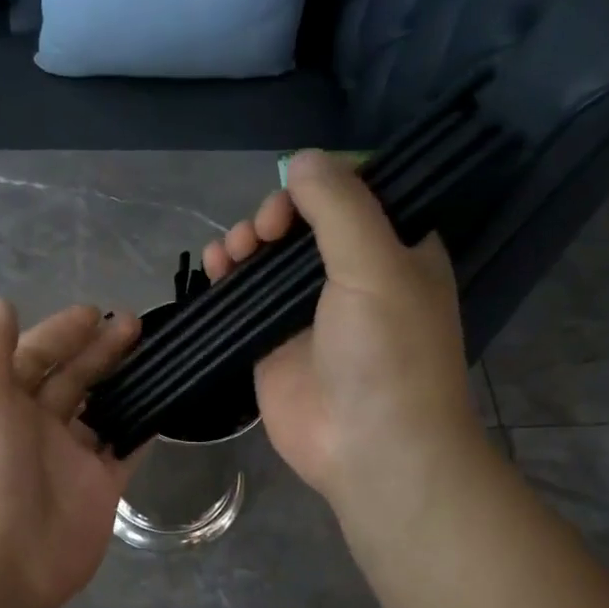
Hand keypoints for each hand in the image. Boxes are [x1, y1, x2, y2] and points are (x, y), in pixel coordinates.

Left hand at [0, 300, 140, 607]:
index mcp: (1, 404)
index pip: (33, 357)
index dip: (60, 333)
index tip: (93, 313)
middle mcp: (35, 428)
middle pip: (72, 379)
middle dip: (98, 350)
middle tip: (134, 324)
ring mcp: (70, 460)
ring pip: (102, 411)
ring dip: (124, 383)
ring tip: (156, 354)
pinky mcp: (101, 488)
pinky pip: (125, 450)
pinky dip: (141, 428)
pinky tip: (164, 402)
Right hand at [202, 150, 493, 537]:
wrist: (369, 447)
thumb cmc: (388, 353)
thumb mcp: (375, 265)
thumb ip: (339, 206)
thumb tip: (300, 160)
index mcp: (394, 251)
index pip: (354, 196)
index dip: (319, 186)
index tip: (295, 195)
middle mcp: (352, 277)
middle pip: (303, 223)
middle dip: (276, 215)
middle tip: (262, 232)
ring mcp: (307, 312)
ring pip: (268, 259)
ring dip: (245, 242)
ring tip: (233, 251)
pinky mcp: (272, 343)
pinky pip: (244, 299)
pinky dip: (227, 277)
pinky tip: (214, 267)